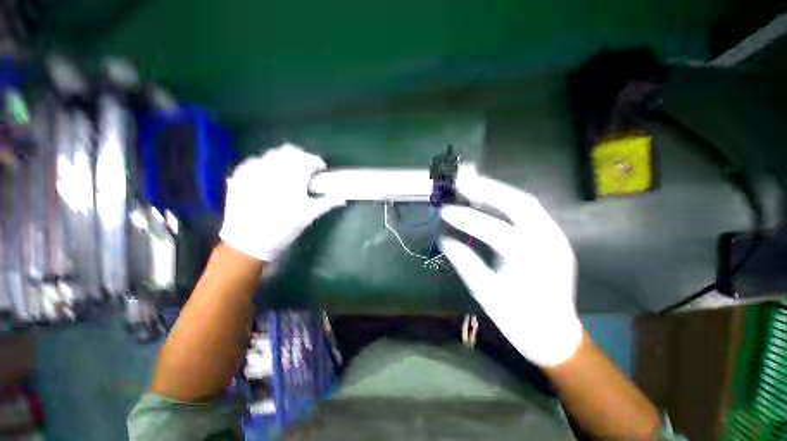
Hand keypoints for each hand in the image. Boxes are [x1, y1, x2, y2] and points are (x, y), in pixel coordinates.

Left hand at [219, 144, 344, 261]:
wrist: (249, 242)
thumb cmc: (284, 228)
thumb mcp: (309, 215)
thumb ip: (328, 202)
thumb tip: (344, 199)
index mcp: (292, 178)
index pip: (308, 160)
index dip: (317, 162)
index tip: (320, 169)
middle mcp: (272, 169)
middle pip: (290, 151)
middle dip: (300, 157)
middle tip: (305, 169)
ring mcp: (253, 171)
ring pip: (271, 154)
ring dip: (283, 159)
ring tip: (287, 172)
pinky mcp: (239, 176)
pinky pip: (254, 161)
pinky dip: (265, 164)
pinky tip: (267, 176)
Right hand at [439, 168, 582, 366]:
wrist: (555, 335)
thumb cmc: (519, 319)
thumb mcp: (487, 294)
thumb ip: (465, 263)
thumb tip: (445, 240)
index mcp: (533, 262)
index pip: (497, 232)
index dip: (468, 219)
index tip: (446, 211)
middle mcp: (550, 243)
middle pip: (521, 204)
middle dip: (488, 189)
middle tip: (462, 182)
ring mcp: (555, 237)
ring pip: (527, 203)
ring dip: (498, 190)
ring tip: (473, 184)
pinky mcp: (553, 237)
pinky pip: (530, 210)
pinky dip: (507, 200)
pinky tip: (490, 198)